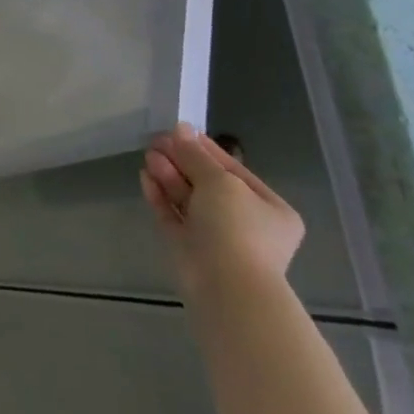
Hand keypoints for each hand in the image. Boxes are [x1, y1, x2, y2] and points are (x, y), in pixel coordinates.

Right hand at [140, 122, 304, 298]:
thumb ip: (196, 155)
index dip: (205, 148)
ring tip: (148, 155)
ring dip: (169, 175)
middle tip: (156, 141)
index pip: (233, 170)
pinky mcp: (188, 247)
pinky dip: (160, 196)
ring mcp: (215, 236)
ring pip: (188, 199)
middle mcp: (244, 222)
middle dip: (182, 161)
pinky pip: (173, 215)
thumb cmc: (236, 227)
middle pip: (207, 183)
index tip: (178, 130)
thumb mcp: (220, 181)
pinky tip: (145, 177)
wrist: (225, 284)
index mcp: (269, 208)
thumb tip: (180, 129)